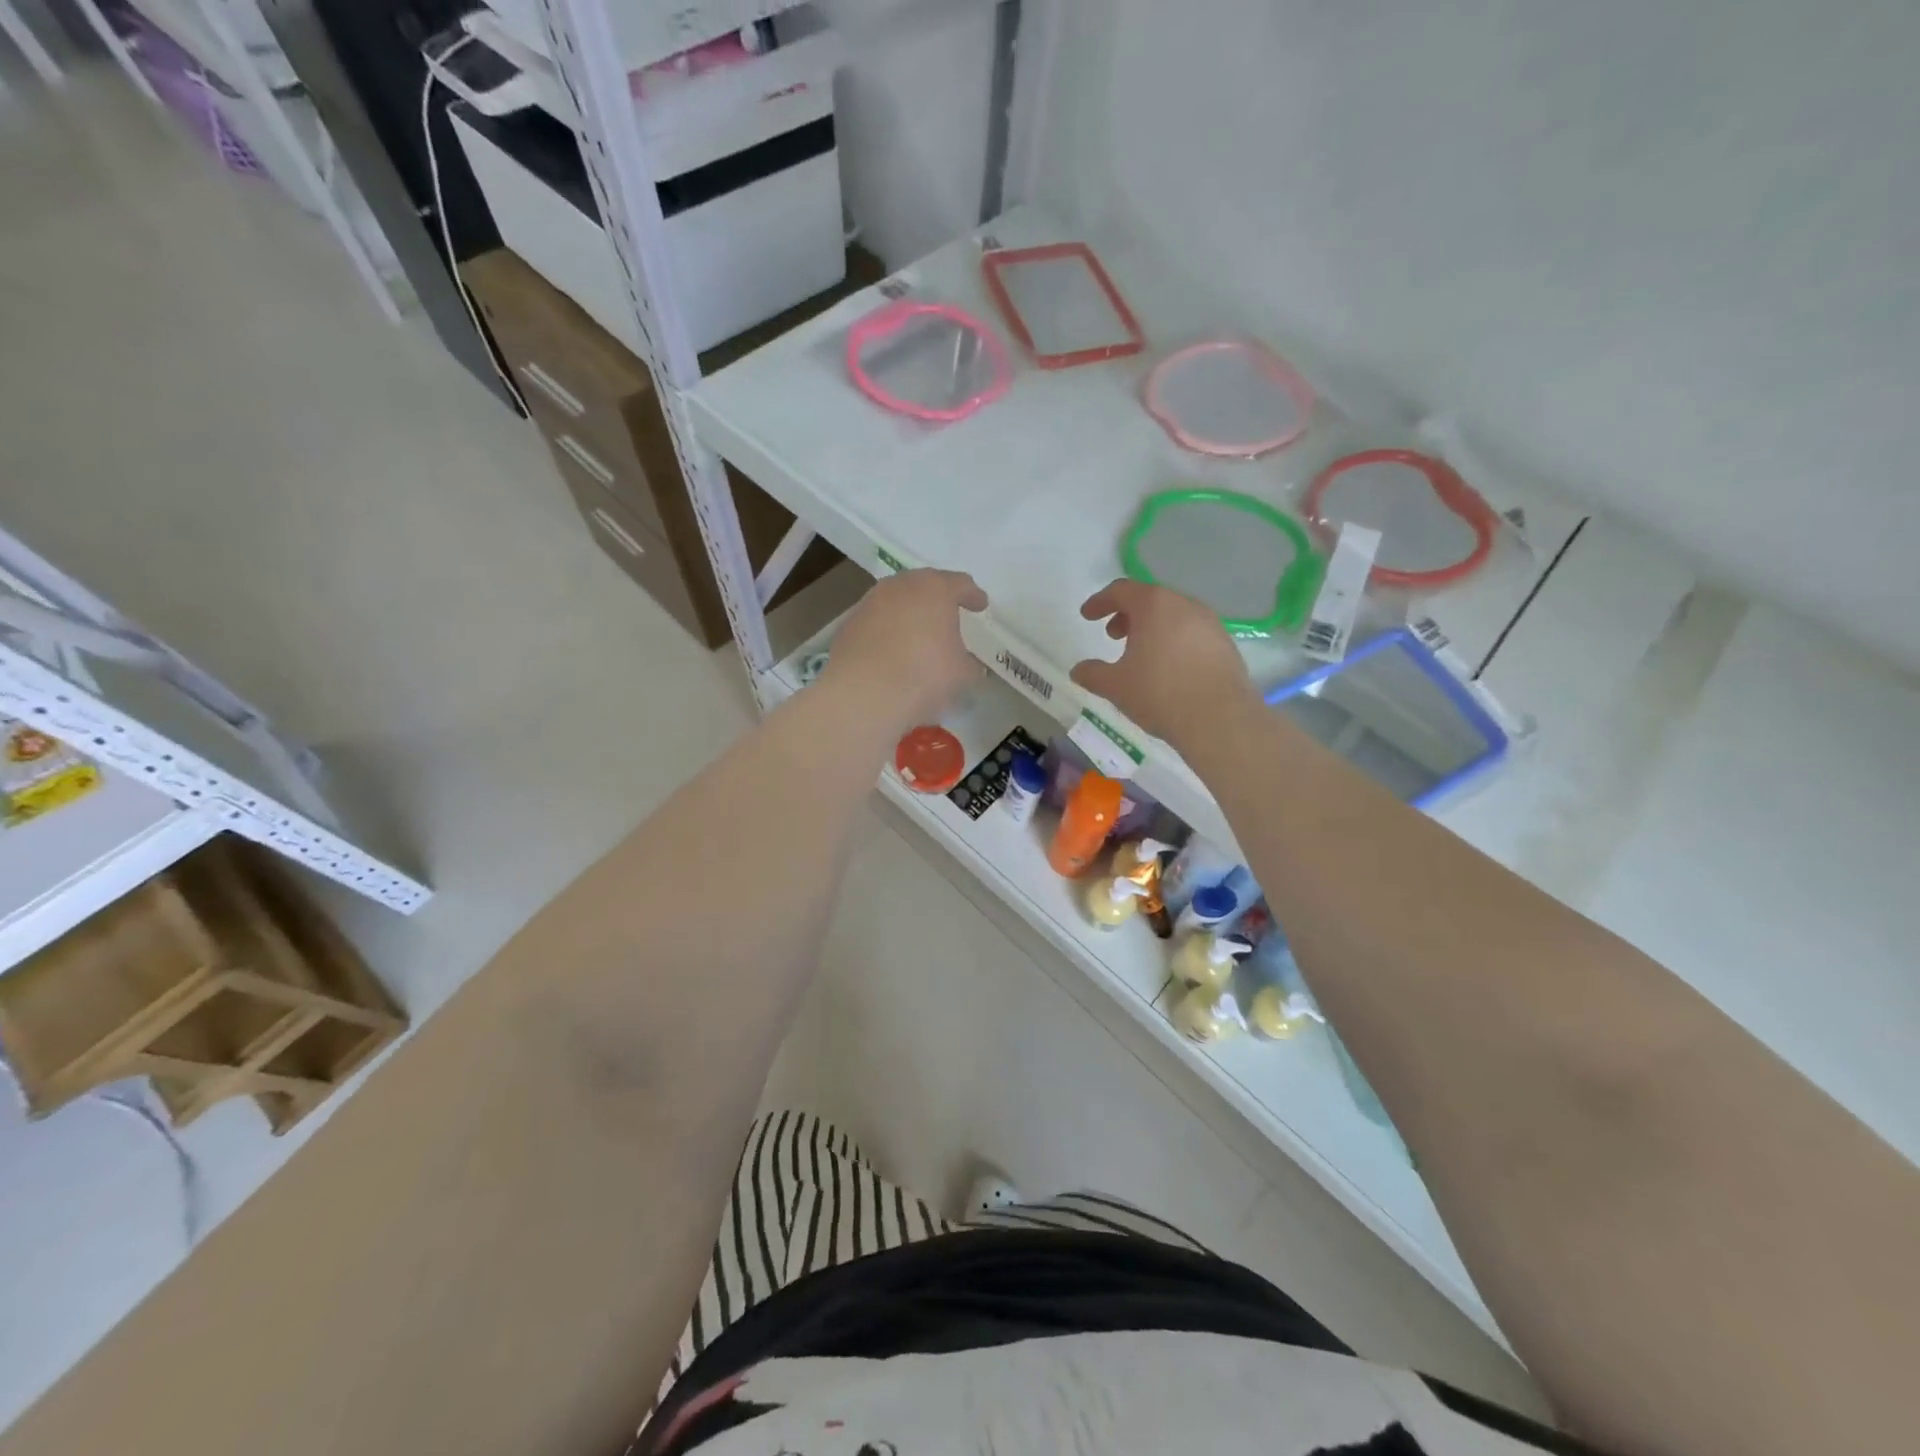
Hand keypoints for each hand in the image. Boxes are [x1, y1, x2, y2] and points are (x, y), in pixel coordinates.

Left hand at [821, 569, 987, 730]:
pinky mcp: (848, 625)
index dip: (973, 596)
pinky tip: (892, 652)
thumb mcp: (962, 674)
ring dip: (909, 614)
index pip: (960, 584)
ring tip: (918, 635)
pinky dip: (887, 632)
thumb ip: (968, 663)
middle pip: (924, 586)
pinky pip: (876, 623)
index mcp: (935, 589)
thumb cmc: (925, 676)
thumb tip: (965, 664)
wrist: (864, 694)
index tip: (980, 605)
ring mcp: (870, 603)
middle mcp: (900, 586)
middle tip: (948, 615)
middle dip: (937, 599)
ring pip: (896, 602)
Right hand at [1070, 579, 1257, 749]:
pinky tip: (1169, 668)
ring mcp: (1210, 623)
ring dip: (1153, 628)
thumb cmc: (1159, 693)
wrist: (1219, 718)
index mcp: (1154, 605)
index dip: (1100, 601)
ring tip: (1141, 654)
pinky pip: (1192, 633)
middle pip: (1150, 599)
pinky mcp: (1225, 644)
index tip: (1087, 616)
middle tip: (1113, 635)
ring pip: (1174, 615)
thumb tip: (1078, 670)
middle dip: (1128, 614)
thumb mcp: (1115, 686)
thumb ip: (1092, 674)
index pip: (1121, 590)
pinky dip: (1174, 641)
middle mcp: (1184, 605)